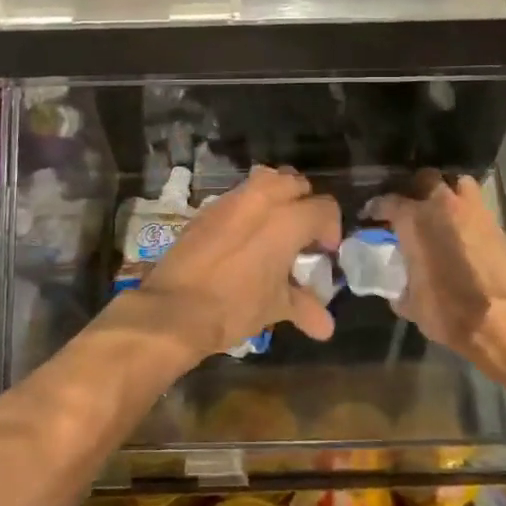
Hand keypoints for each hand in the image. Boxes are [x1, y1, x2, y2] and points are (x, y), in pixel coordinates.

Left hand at [132, 166, 340, 359]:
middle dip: (305, 204)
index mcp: (288, 220)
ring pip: (266, 179)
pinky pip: (238, 195)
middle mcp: (262, 199)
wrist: (174, 308)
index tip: (323, 253)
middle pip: (296, 183)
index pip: (325, 208)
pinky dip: (248, 207)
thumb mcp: (275, 307)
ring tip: (275, 227)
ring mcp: (232, 200)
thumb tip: (326, 326)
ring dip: (277, 195)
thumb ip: (304, 307)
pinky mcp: (207, 208)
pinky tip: (243, 236)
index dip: (331, 229)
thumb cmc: (234, 306)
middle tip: (301, 236)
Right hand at [366, 172, 505, 363]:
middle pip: (424, 178)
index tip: (370, 214)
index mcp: (414, 220)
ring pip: (456, 181)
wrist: (504, 319)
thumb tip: (398, 288)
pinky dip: (466, 207)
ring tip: (440, 207)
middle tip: (409, 205)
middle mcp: (441, 204)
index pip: (387, 201)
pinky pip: (476, 202)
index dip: (376, 207)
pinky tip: (462, 224)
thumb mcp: (412, 305)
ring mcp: (472, 209)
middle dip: (414, 188)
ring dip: (446, 190)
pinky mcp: (495, 221)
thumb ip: (401, 287)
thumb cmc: (449, 310)